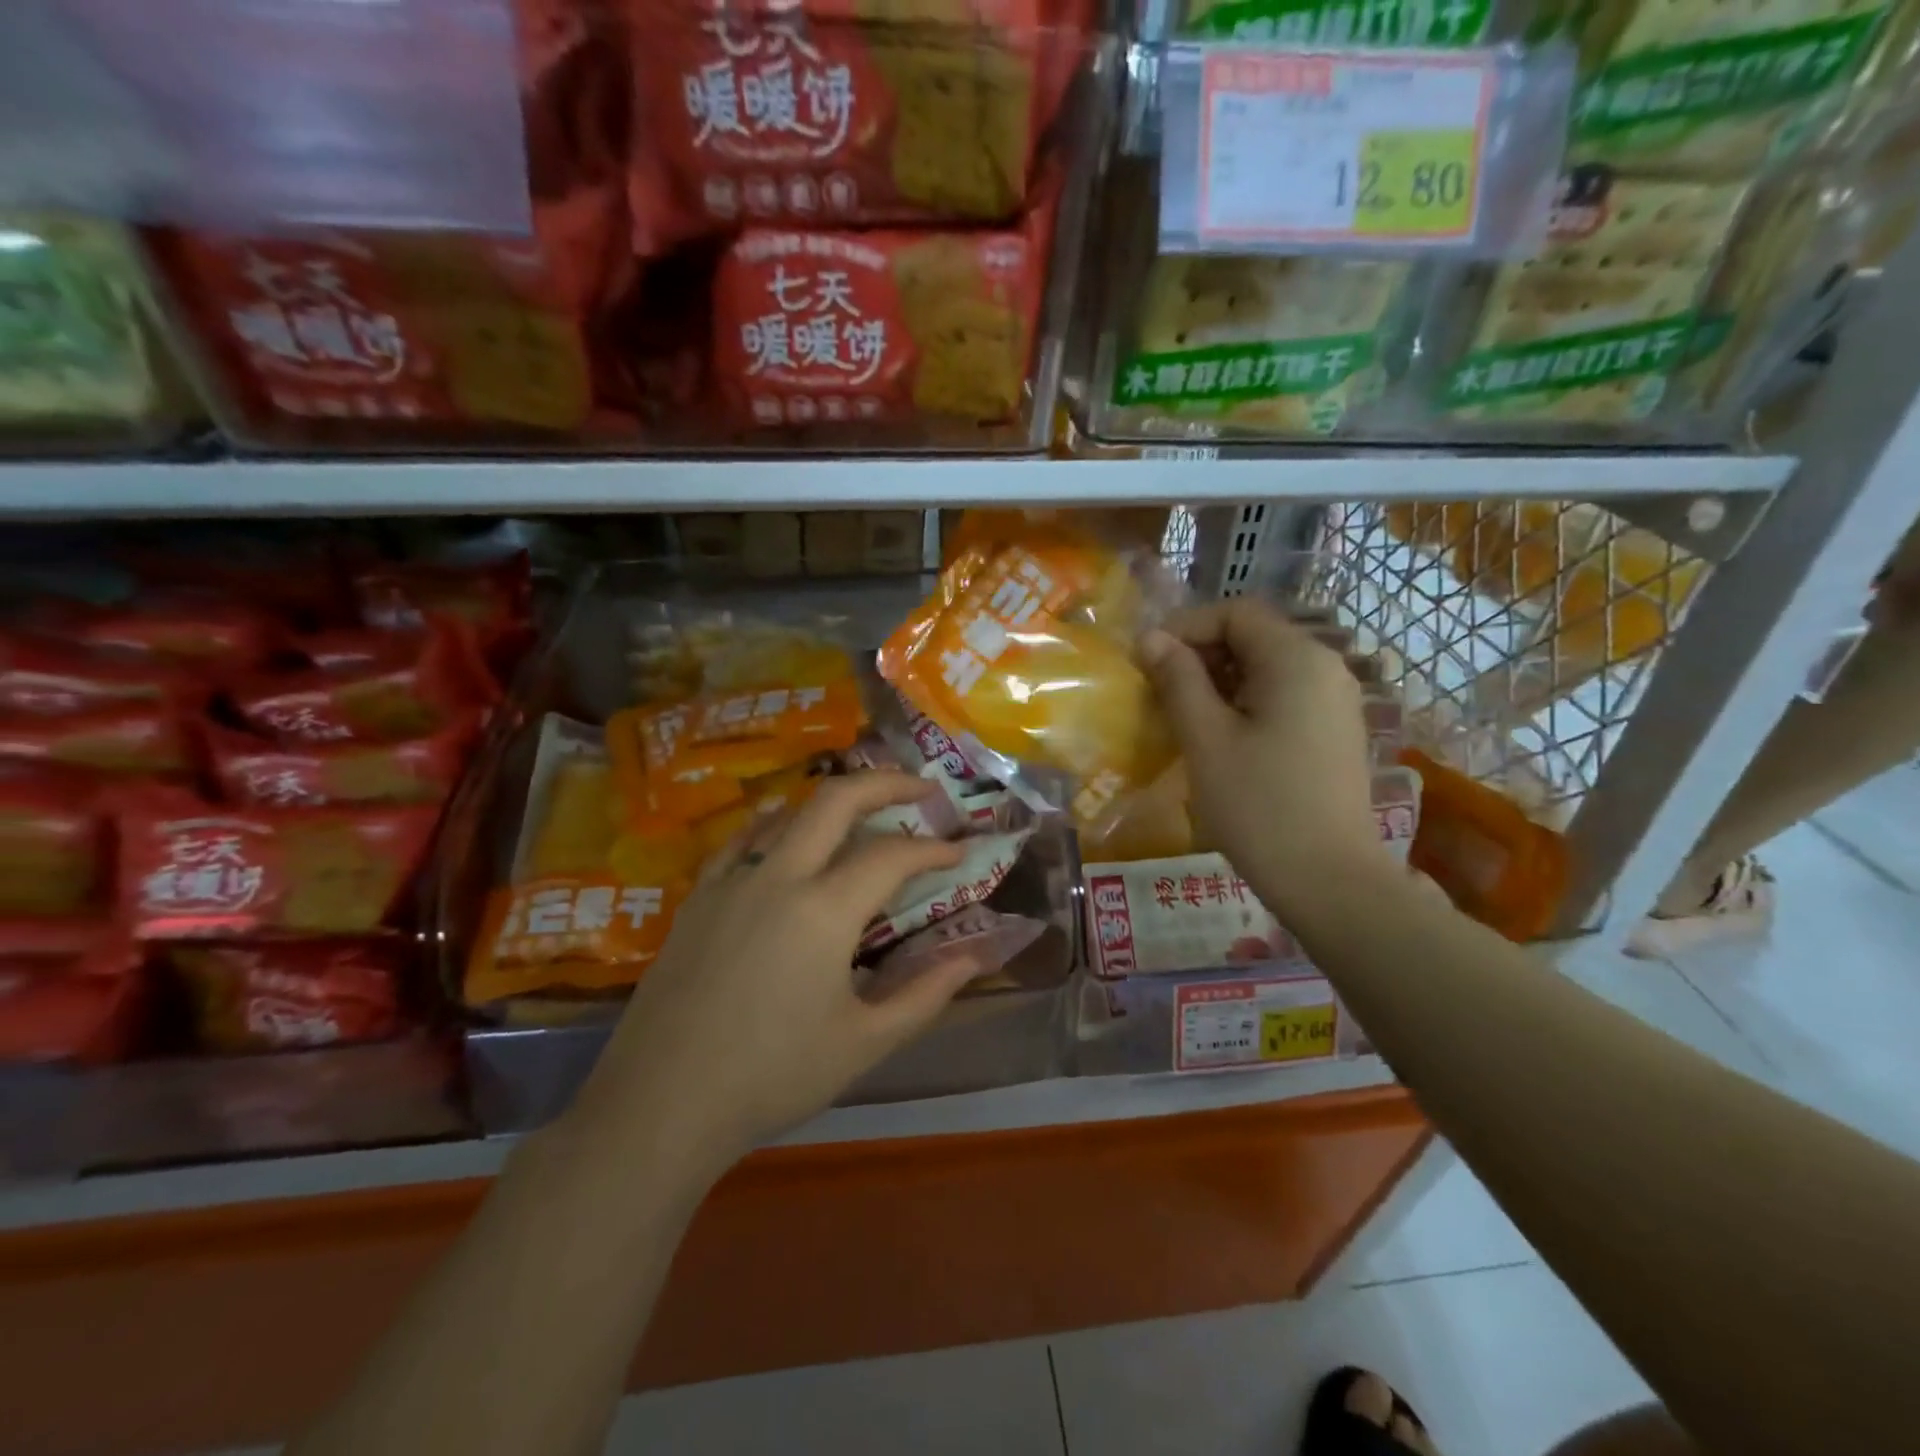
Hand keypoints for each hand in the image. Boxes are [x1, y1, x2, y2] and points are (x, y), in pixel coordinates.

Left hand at [573, 772, 976, 1164]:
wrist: (661, 1105)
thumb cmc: (772, 1076)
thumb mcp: (864, 1042)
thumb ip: (926, 993)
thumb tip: (975, 958)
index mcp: (824, 911)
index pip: (892, 856)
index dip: (933, 849)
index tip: (959, 851)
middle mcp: (777, 878)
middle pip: (836, 800)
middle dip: (885, 783)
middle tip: (921, 788)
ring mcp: (731, 882)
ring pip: (787, 812)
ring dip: (833, 801)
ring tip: (863, 811)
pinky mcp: (698, 898)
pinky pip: (743, 841)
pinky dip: (776, 826)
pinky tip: (785, 834)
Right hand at [1137, 598, 1385, 915]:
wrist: (1328, 879)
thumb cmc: (1258, 805)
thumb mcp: (1206, 737)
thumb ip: (1177, 679)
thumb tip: (1149, 638)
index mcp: (1297, 658)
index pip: (1235, 612)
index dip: (1186, 627)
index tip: (1146, 660)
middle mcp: (1326, 667)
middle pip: (1254, 636)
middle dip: (1200, 654)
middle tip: (1159, 691)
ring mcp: (1336, 700)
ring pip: (1267, 668)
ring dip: (1219, 680)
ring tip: (1182, 716)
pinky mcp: (1335, 731)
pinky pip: (1284, 696)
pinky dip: (1246, 702)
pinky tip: (1220, 738)